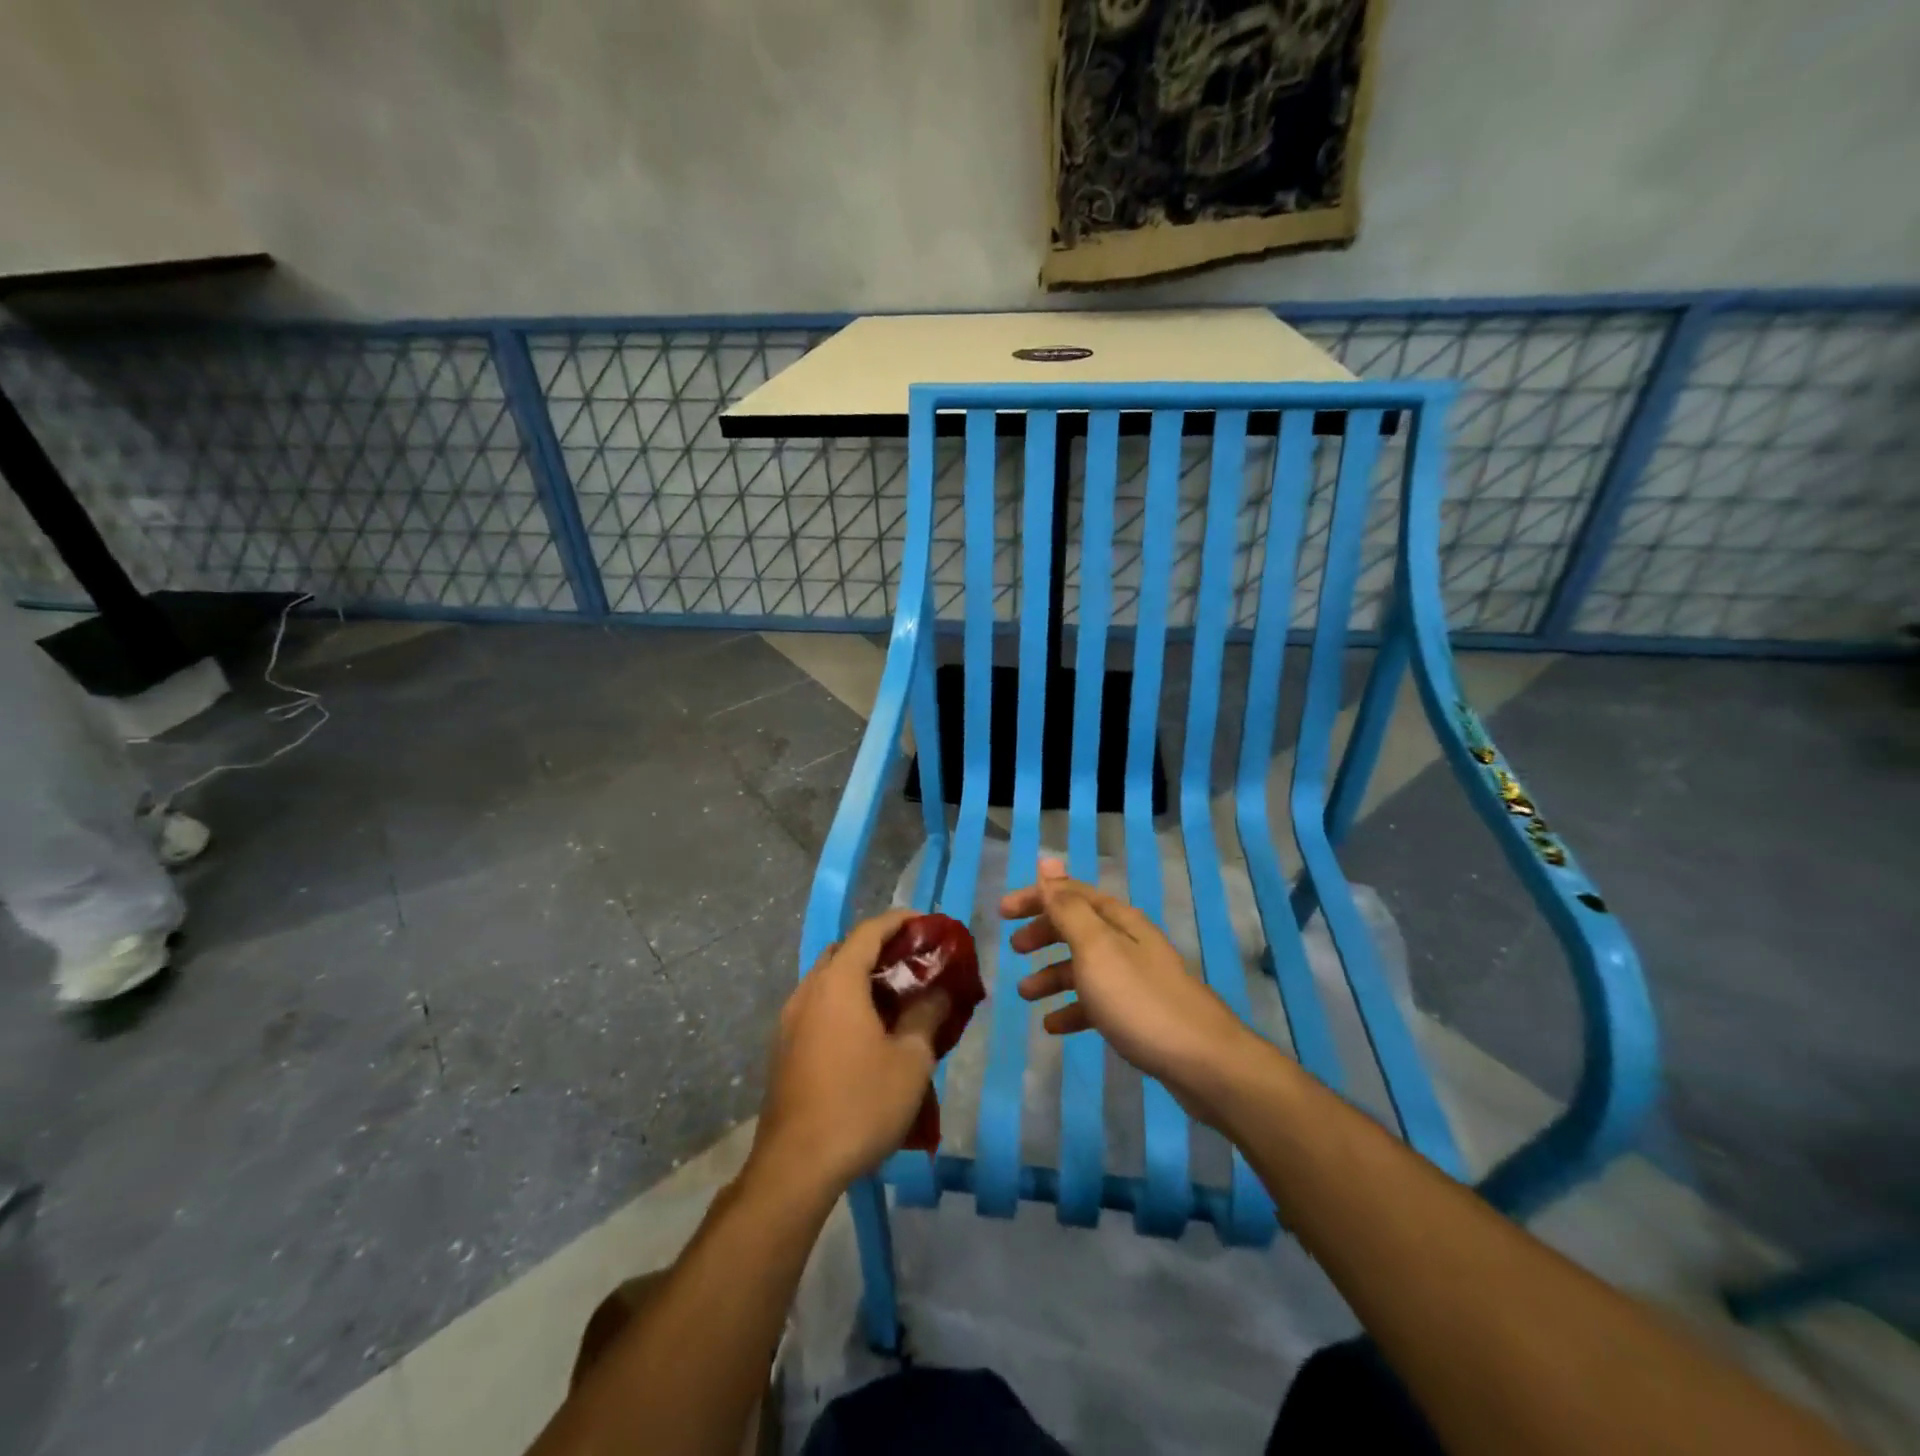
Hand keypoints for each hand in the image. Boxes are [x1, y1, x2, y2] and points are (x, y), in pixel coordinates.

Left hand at [748, 909, 949, 1198]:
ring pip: (827, 979)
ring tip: (893, 996)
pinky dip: (843, 1001)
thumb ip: (927, 1016)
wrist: (796, 1166)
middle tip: (911, 962)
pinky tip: (865, 1031)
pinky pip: (817, 1006)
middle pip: (844, 950)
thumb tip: (938, 992)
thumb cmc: (860, 1104)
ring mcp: (790, 1019)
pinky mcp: (784, 1047)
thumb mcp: (911, 1061)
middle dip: (878, 947)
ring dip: (858, 976)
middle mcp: (809, 990)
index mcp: (838, 982)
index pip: (868, 931)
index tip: (925, 924)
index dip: (898, 921)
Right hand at [1001, 858, 1262, 1124]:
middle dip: (1044, 933)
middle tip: (1014, 949)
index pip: (1071, 894)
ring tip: (1026, 994)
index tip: (1002, 912)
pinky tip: (1054, 1026)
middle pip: (1078, 927)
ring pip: (1085, 966)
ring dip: (1053, 975)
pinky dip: (1073, 1009)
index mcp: (1119, 921)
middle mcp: (1129, 942)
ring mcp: (1136, 979)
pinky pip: (1097, 1002)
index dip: (1037, 897)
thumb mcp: (1096, 949)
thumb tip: (1048, 861)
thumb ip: (1068, 907)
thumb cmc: (1139, 1000)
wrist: (1203, 1062)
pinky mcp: (1140, 1013)